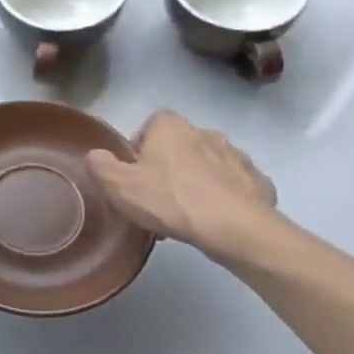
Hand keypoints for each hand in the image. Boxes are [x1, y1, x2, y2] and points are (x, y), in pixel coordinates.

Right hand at [86, 110, 278, 260]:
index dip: (140, 150)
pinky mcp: (257, 180)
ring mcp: (236, 155)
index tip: (135, 177)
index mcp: (170, 126)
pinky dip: (224, 198)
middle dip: (170, 167)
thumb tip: (95, 155)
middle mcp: (205, 131)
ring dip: (198, 182)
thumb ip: (100, 165)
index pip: (149, 126)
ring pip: (208, 165)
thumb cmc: (169, 200)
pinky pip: (233, 186)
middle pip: (179, 146)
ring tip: (187, 215)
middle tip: (159, 200)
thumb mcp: (118, 186)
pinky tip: (215, 221)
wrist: (234, 227)